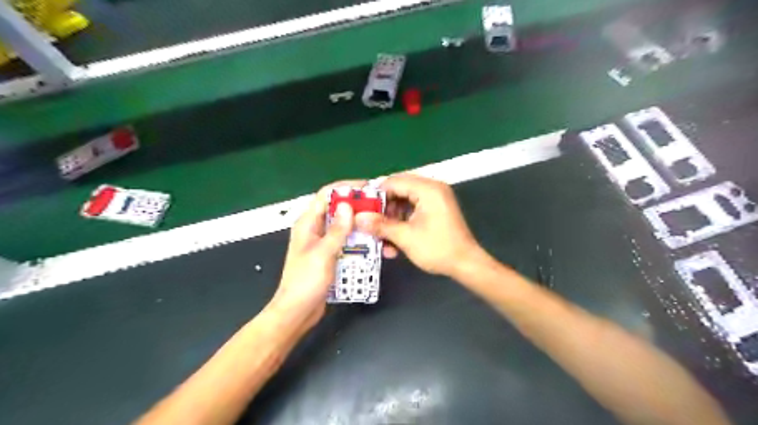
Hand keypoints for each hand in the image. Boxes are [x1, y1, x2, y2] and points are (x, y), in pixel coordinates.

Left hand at [273, 180, 366, 327]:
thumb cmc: (306, 282)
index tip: (367, 188)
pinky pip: (345, 240)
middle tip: (378, 206)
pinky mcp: (329, 254)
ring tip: (377, 223)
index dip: (345, 188)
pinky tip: (371, 242)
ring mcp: (322, 242)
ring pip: (342, 225)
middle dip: (356, 205)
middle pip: (336, 208)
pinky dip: (357, 239)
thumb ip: (337, 230)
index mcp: (307, 223)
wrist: (298, 311)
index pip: (326, 195)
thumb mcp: (323, 254)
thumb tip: (347, 205)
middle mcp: (314, 229)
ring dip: (358, 223)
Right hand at [355, 172, 478, 277]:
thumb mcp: (405, 237)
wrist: (465, 263)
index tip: (361, 208)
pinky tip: (394, 236)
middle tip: (369, 220)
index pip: (393, 182)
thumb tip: (358, 218)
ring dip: (392, 216)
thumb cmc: (437, 249)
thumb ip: (381, 225)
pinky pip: (413, 208)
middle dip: (383, 206)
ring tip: (381, 233)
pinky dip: (402, 219)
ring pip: (404, 200)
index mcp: (427, 189)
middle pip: (399, 189)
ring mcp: (435, 198)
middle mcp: (432, 188)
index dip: (375, 194)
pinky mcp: (436, 209)